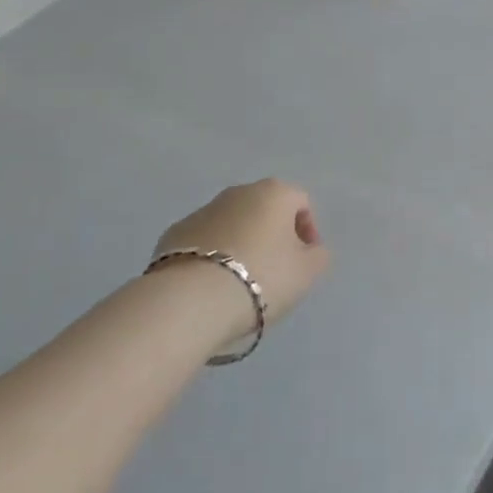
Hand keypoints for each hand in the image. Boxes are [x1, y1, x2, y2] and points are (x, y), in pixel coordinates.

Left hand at [153, 180, 331, 330]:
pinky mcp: (173, 233)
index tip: (304, 262)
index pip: (301, 203)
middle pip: (264, 210)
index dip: (308, 232)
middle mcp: (239, 192)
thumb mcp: (307, 272)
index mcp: (274, 192)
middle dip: (272, 236)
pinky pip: (203, 242)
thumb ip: (318, 256)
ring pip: (232, 224)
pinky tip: (210, 286)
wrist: (191, 300)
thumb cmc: (261, 278)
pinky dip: (211, 257)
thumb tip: (311, 250)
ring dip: (240, 244)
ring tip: (239, 283)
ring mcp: (203, 210)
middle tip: (274, 272)